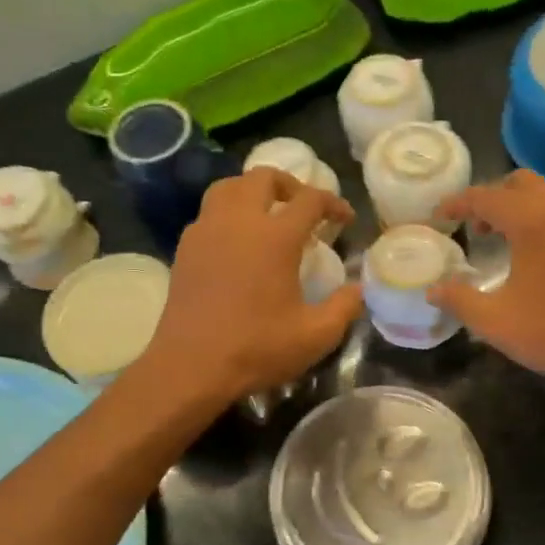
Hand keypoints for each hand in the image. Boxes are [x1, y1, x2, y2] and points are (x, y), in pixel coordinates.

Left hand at [147, 168, 361, 400]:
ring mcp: (206, 231)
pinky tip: (239, 243)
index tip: (345, 219)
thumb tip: (359, 288)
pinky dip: (230, 213)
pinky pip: (210, 212)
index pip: (310, 200)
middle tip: (305, 209)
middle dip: (291, 185)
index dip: (333, 203)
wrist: (190, 367)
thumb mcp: (316, 335)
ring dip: (254, 192)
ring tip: (269, 215)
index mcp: (275, 237)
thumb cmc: (257, 348)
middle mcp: (239, 221)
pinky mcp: (185, 248)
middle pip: (264, 177)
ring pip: (229, 187)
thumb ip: (345, 306)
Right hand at [428, 171, 544, 383]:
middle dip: (494, 198)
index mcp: (532, 220)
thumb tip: (433, 289)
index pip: (485, 196)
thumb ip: (459, 300)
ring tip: (513, 238)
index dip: (457, 203)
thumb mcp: (496, 322)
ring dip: (526, 205)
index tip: (440, 216)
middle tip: (479, 229)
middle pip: (520, 183)